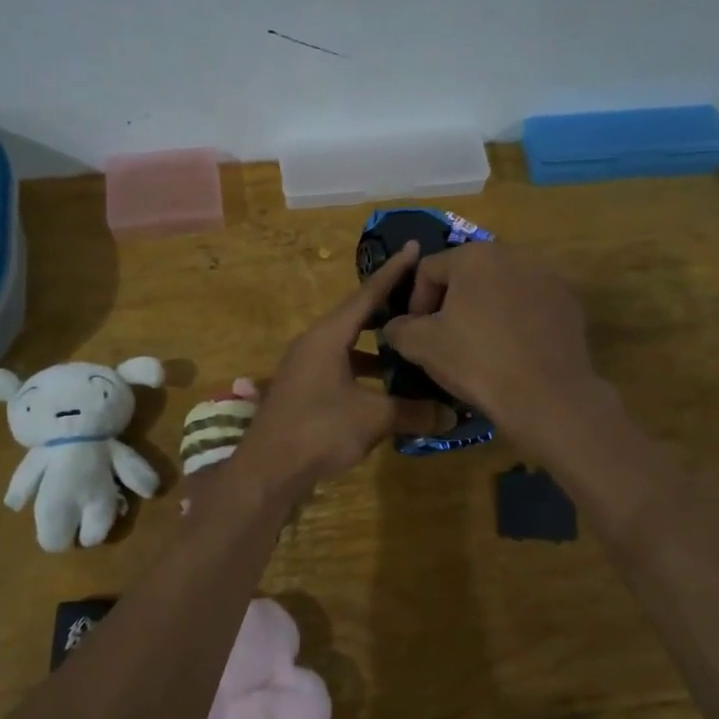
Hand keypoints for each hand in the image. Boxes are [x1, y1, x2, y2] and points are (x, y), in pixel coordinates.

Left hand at [234, 242, 454, 494]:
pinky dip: (363, 371)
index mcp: (328, 336)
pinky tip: (385, 389)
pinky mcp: (302, 390)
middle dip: (388, 310)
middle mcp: (313, 343)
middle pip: (356, 318)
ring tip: (410, 348)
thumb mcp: (373, 418)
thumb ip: (414, 412)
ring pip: (347, 346)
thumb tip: (451, 415)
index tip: (413, 248)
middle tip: (420, 301)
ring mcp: (304, 367)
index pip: (366, 295)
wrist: (267, 469)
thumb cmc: (319, 430)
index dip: (393, 273)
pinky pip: (339, 368)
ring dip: (376, 348)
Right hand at [379, 241, 602, 451]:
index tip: (416, 333)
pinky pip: (529, 303)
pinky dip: (515, 319)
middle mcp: (513, 253)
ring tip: (480, 344)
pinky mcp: (568, 301)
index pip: (428, 269)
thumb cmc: (477, 362)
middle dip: (451, 302)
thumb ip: (399, 327)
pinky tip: (512, 350)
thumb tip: (397, 325)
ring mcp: (547, 275)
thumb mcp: (421, 346)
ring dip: (484, 308)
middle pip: (467, 273)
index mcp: (473, 255)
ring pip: (500, 287)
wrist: (547, 396)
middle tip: (445, 337)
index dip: (415, 302)